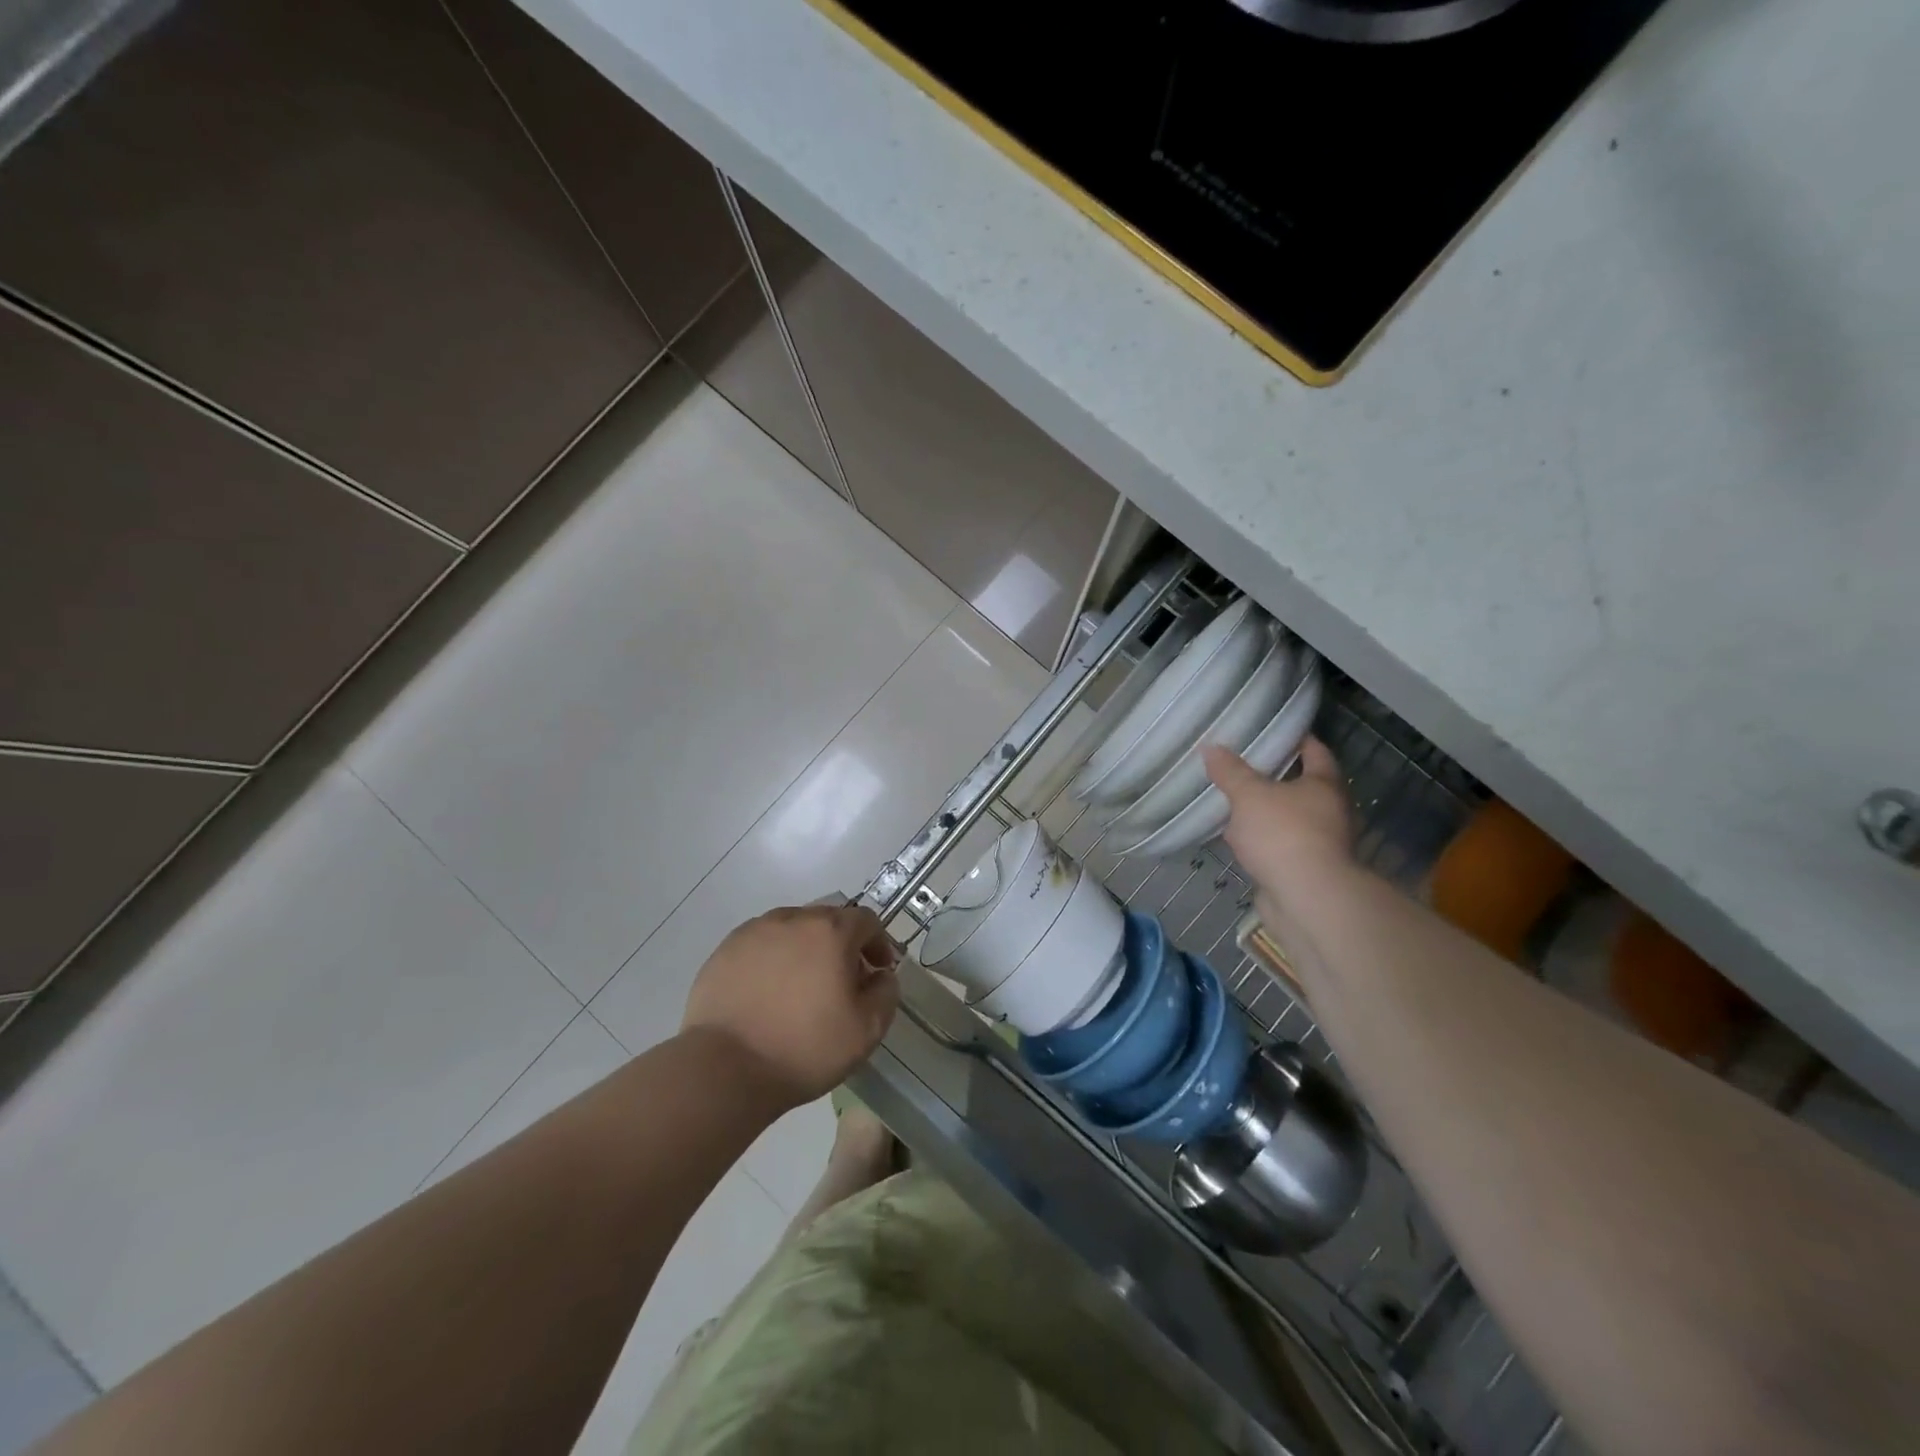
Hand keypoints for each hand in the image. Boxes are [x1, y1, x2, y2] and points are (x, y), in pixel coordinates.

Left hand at [681, 903, 899, 1106]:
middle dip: (841, 945)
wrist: (725, 1069)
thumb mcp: (866, 1030)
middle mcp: (792, 919)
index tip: (877, 972)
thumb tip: (881, 975)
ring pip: (791, 930)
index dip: (878, 943)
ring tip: (801, 988)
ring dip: (805, 949)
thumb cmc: (804, 1048)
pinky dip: (772, 960)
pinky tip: (767, 994)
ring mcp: (753, 932)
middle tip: (841, 982)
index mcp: (830, 931)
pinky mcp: (725, 951)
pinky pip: (760, 945)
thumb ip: (885, 993)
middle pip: (827, 921)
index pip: (866, 920)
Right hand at [1205, 739, 1355, 923]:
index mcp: (1325, 785)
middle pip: (1302, 785)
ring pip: (1287, 817)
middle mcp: (1330, 811)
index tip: (1271, 729)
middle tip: (1241, 763)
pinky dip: (1259, 839)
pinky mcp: (1303, 869)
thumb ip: (1230, 771)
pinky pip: (1277, 844)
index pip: (1315, 751)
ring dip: (1264, 811)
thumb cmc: (1283, 834)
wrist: (1306, 899)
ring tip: (1231, 798)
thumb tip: (1211, 747)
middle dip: (1273, 776)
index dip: (1294, 738)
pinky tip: (1234, 837)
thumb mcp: (1249, 795)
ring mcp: (1319, 843)